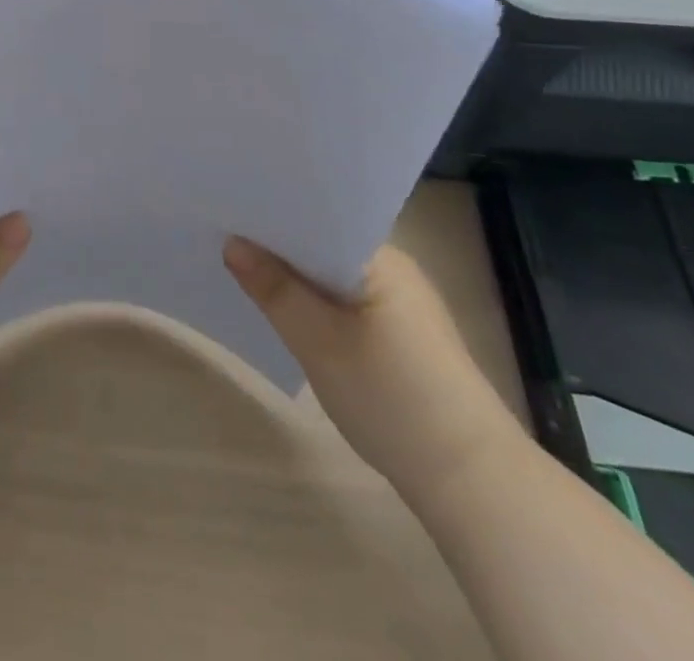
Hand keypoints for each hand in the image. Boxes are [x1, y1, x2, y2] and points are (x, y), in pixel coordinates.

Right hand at [224, 238, 522, 492]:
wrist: (472, 483)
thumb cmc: (392, 399)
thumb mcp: (319, 342)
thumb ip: (275, 289)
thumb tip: (231, 242)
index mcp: (380, 258)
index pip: (316, 218)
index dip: (271, 215)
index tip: (226, 210)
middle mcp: (393, 269)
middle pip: (321, 244)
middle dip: (276, 246)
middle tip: (221, 237)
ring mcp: (399, 303)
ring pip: (330, 275)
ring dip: (293, 277)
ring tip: (242, 270)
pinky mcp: (399, 335)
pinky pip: (343, 301)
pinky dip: (313, 303)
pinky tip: (285, 313)